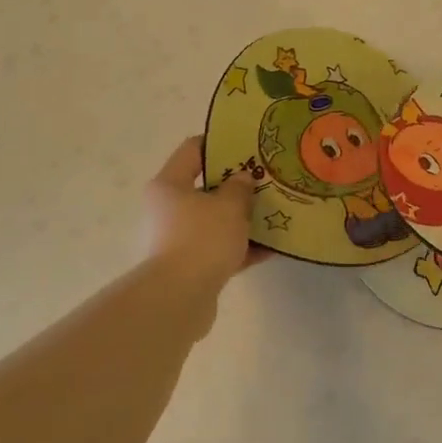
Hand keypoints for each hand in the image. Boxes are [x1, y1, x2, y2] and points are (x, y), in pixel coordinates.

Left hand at [141, 136, 264, 294]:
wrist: (179, 298)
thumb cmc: (201, 239)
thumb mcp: (228, 206)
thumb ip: (240, 187)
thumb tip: (242, 178)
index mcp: (168, 185)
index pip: (192, 150)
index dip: (220, 144)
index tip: (248, 145)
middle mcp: (167, 209)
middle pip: (205, 188)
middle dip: (237, 186)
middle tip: (266, 181)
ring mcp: (177, 239)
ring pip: (214, 221)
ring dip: (242, 219)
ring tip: (275, 214)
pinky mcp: (189, 266)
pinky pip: (220, 249)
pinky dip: (242, 247)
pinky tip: (272, 248)